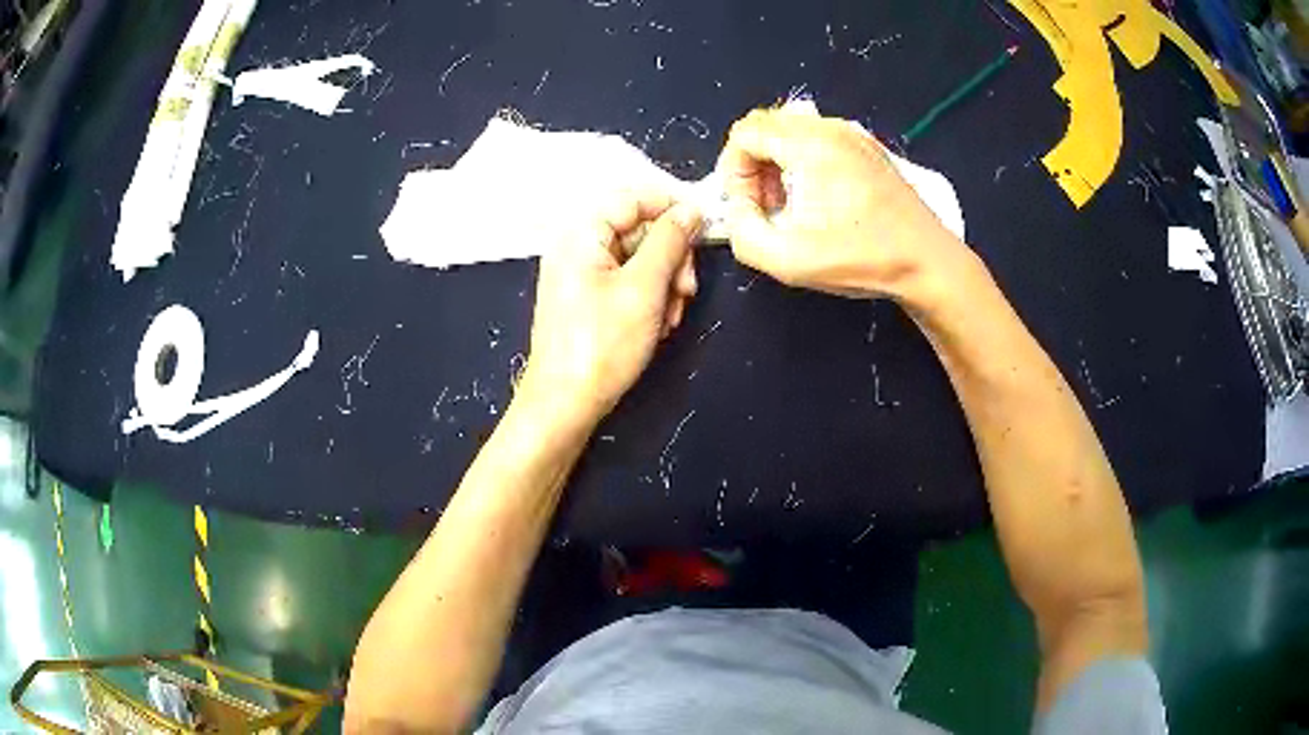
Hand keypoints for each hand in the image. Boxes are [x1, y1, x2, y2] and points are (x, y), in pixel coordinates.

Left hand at [517, 192, 701, 426]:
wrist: (565, 405)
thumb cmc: (602, 345)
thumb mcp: (645, 288)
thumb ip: (670, 241)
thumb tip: (690, 209)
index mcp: (581, 234)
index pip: (632, 198)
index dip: (670, 207)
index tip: (703, 227)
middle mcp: (577, 247)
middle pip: (638, 230)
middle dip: (670, 257)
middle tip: (687, 289)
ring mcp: (581, 275)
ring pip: (638, 260)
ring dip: (665, 282)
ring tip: (671, 316)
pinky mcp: (588, 301)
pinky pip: (628, 283)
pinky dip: (649, 298)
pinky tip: (659, 325)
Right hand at [718, 108, 974, 302]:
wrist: (927, 262)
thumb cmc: (860, 259)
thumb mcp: (786, 259)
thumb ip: (742, 231)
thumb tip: (739, 209)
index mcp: (809, 144)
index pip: (745, 133)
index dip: (734, 171)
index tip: (749, 208)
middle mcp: (830, 128)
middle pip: (766, 126)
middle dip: (754, 165)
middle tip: (767, 207)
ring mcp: (854, 134)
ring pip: (792, 131)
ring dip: (778, 163)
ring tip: (792, 205)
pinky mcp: (869, 148)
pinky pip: (819, 139)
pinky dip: (804, 161)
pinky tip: (820, 199)